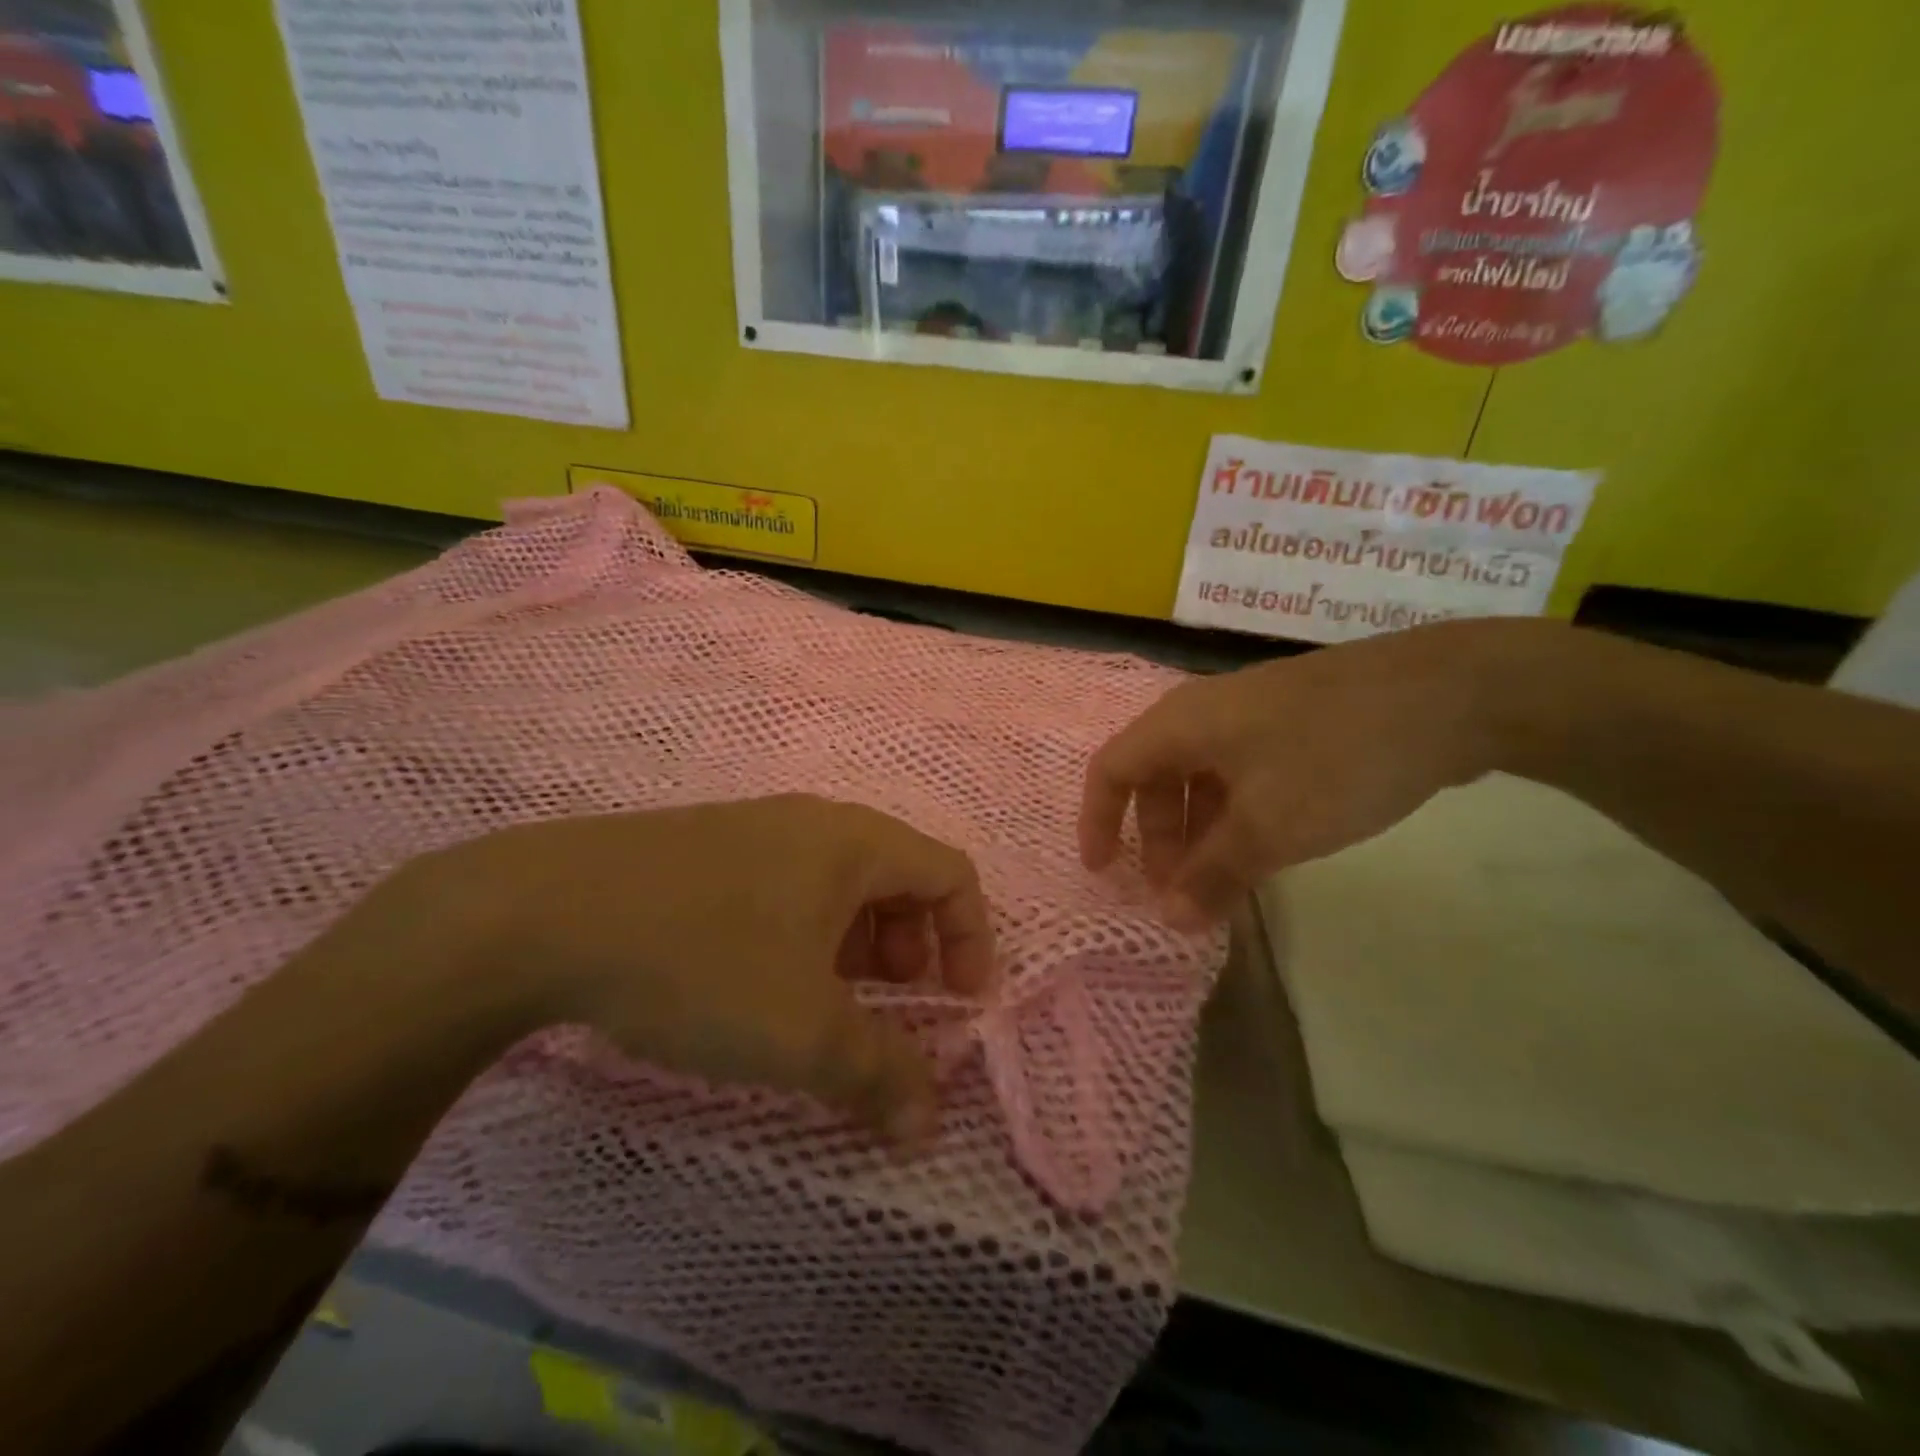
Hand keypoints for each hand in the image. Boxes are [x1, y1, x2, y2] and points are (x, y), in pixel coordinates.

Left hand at [402, 796, 996, 1144]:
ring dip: (855, 946)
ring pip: (838, 886)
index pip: (951, 873)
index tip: (960, 1002)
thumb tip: (928, 1127)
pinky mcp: (705, 852)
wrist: (541, 913)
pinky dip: (804, 937)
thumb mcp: (802, 1031)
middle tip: (891, 1005)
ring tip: (826, 1005)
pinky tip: (761, 985)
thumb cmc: (703, 959)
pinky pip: (786, 888)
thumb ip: (877, 1075)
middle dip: (912, 947)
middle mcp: (813, 823)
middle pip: (898, 877)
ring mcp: (755, 831)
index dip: (971, 937)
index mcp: (855, 842)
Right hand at [1080, 621, 1516, 927]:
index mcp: (1180, 724)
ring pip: (1200, 779)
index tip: (1104, 875)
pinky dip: (1235, 816)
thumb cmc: (1336, 758)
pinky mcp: (1291, 724)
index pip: (1110, 770)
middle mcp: (1203, 713)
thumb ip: (1212, 875)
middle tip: (1179, 892)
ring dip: (1199, 832)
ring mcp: (1251, 715)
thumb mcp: (1269, 827)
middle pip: (1154, 777)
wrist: (1452, 694)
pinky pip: (1240, 774)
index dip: (1097, 822)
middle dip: (1157, 839)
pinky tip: (1265, 849)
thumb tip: (1168, 919)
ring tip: (1222, 882)